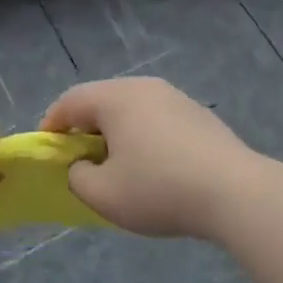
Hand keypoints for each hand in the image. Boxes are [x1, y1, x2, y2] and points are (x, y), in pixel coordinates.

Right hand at [41, 78, 258, 238]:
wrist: (235, 191)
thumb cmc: (160, 189)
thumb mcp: (105, 196)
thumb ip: (78, 178)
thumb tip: (81, 166)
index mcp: (114, 98)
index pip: (70, 101)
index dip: (52, 124)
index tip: (47, 149)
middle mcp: (142, 86)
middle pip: (101, 100)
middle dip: (85, 128)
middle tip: (80, 159)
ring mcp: (173, 96)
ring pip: (131, 108)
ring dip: (116, 132)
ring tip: (117, 165)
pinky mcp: (197, 113)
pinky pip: (156, 118)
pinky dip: (144, 135)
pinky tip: (154, 166)